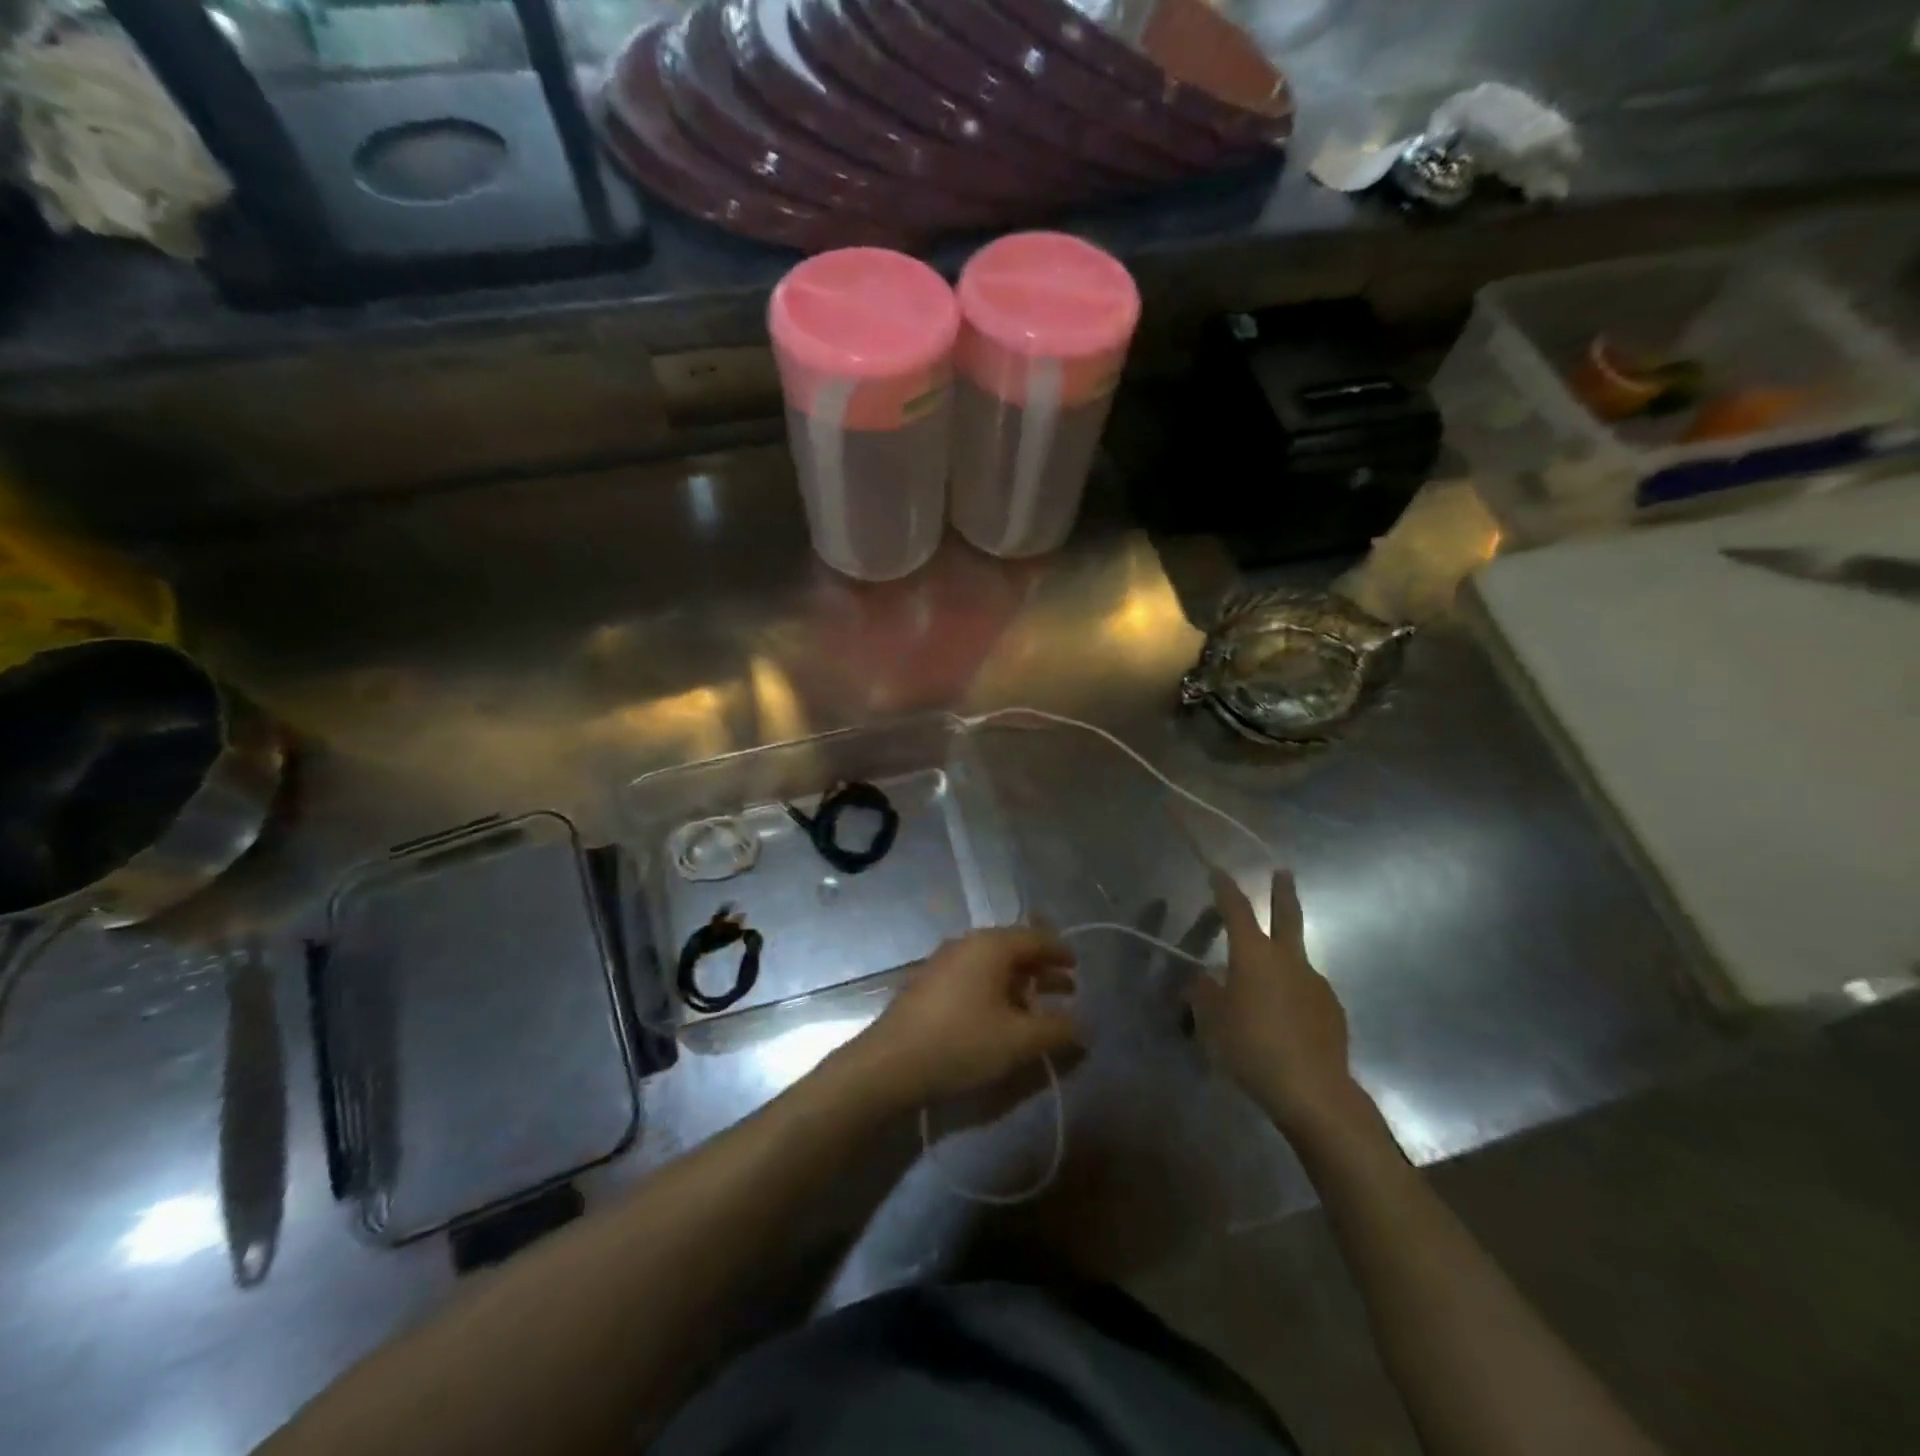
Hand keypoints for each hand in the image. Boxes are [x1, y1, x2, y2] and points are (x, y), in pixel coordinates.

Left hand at [845, 928, 1079, 1106]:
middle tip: (1067, 989)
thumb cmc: (962, 1042)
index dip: (1060, 951)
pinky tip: (1002, 1018)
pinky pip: (973, 977)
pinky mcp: (929, 984)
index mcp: (991, 945)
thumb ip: (1057, 1029)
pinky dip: (996, 991)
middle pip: (1013, 949)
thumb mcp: (1018, 1040)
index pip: (1035, 937)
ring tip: (1039, 1008)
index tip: (1077, 965)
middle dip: (1041, 970)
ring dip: (1019, 984)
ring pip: (992, 965)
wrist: (890, 1063)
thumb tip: (1084, 1023)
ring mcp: (944, 962)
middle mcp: (967, 944)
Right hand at [1189, 869, 1370, 1141]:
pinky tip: (1285, 1018)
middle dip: (1283, 892)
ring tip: (1266, 984)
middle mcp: (1289, 959)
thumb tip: (1200, 978)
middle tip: (1284, 872)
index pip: (1237, 909)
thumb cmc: (1252, 1047)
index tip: (1218, 871)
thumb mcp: (1213, 1019)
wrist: (1313, 1091)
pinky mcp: (1332, 1010)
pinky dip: (1293, 994)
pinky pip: (1306, 991)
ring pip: (1296, 959)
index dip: (1225, 888)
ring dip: (1283, 958)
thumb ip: (1204, 992)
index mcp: (1254, 954)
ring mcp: (1316, 983)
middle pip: (1287, 916)